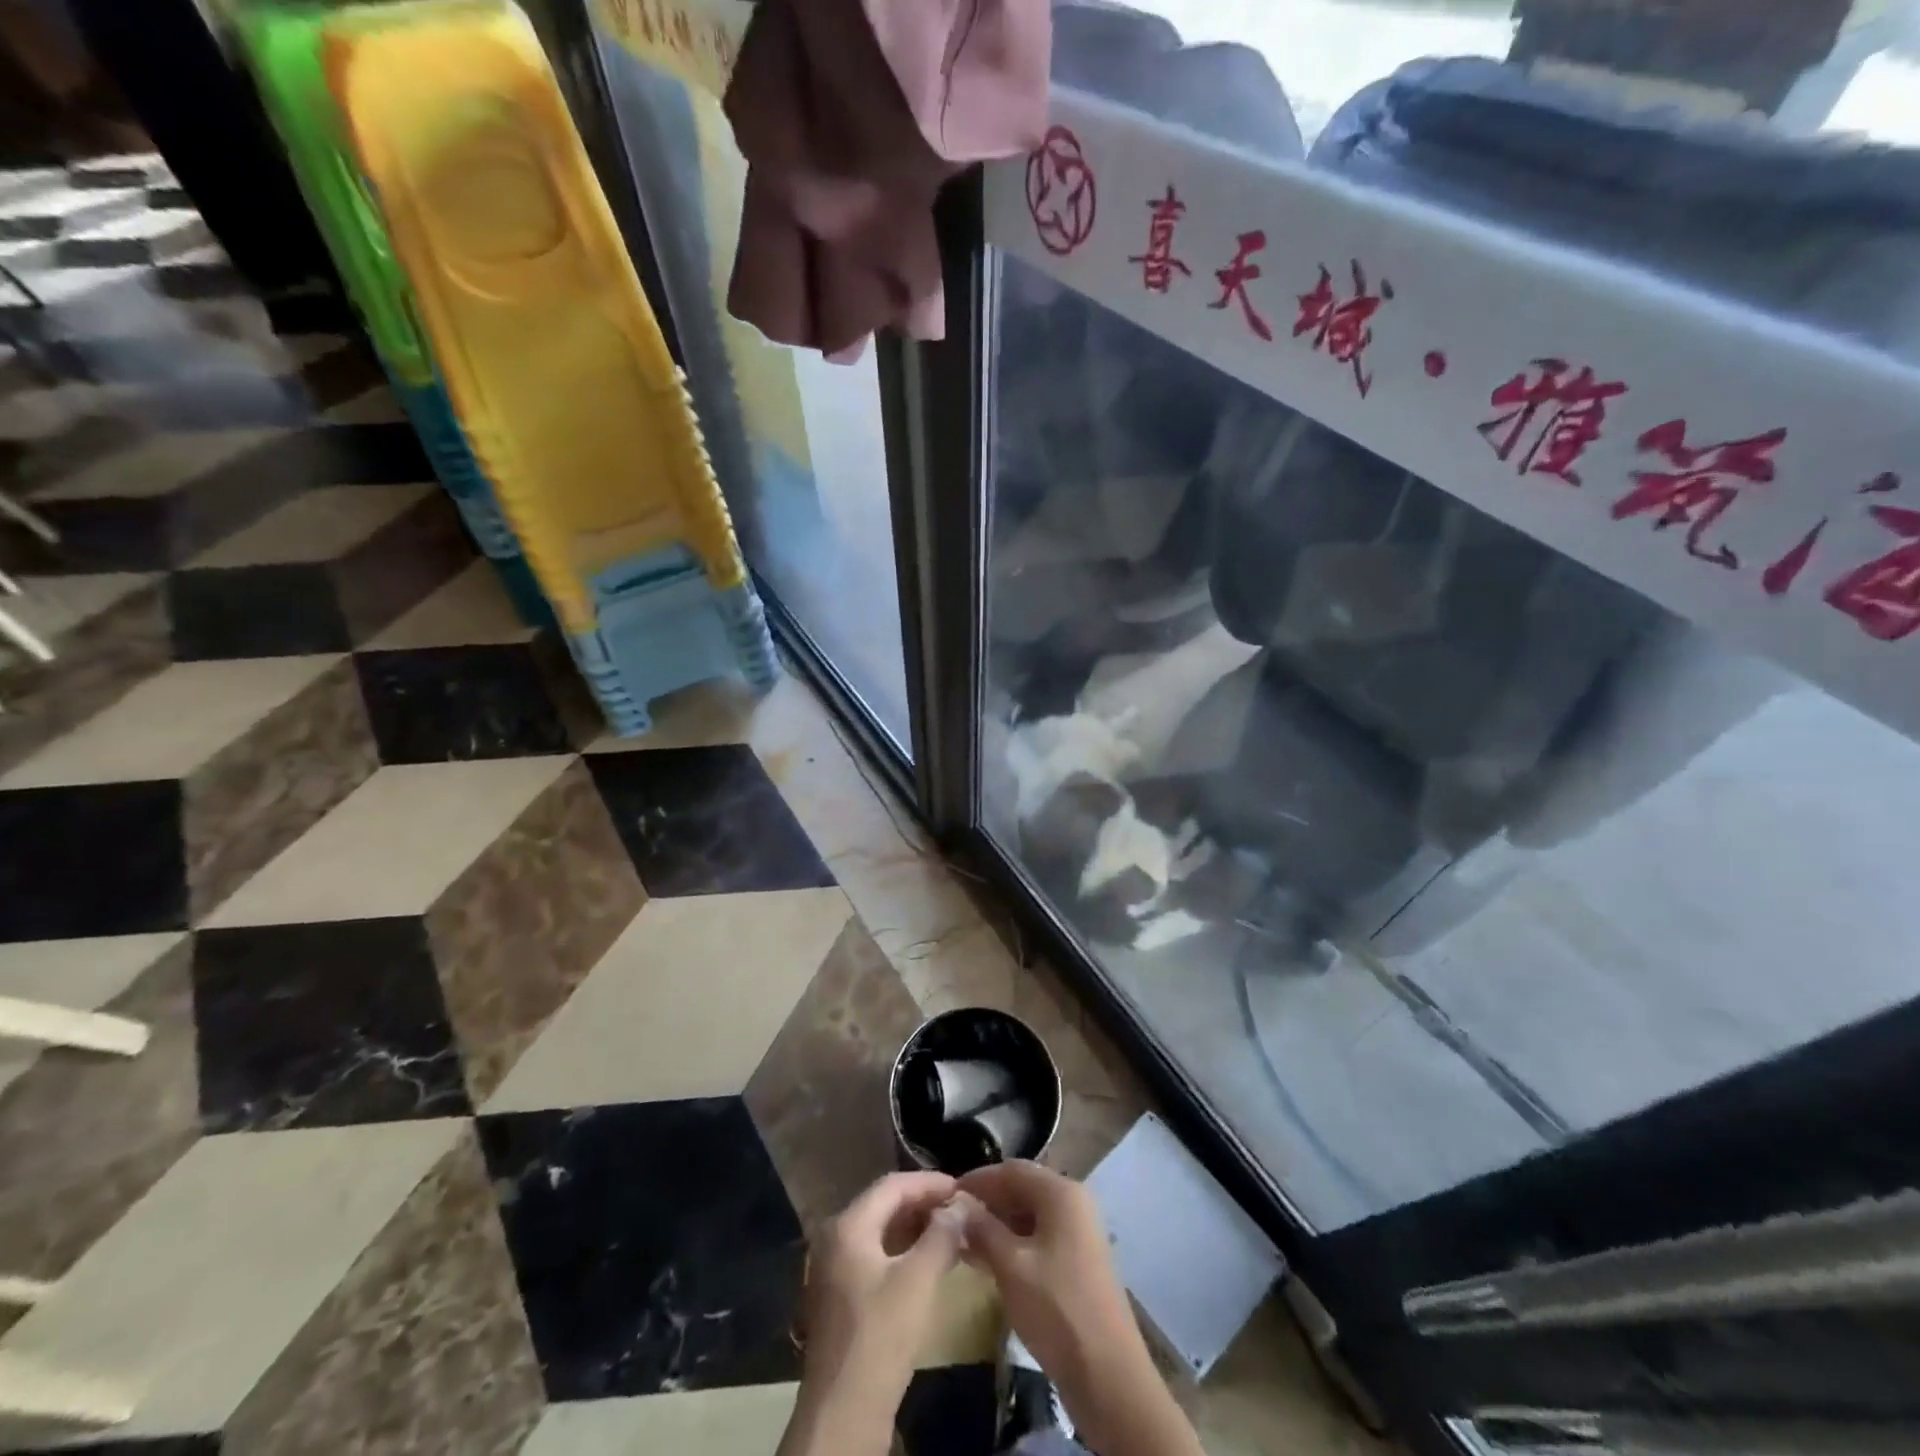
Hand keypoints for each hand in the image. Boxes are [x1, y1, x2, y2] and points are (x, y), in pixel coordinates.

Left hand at [798, 1171, 967, 1409]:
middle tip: (959, 1209)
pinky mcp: (840, 1296)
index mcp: (847, 1225)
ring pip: (880, 1232)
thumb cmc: (880, 1336)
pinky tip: (929, 1262)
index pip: (893, 1185)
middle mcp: (835, 1238)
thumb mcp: (918, 1280)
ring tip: (951, 1232)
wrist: (843, 1413)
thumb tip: (960, 1206)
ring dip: (915, 1228)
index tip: (962, 1188)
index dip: (929, 1183)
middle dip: (923, 1204)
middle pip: (884, 1205)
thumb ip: (941, 1236)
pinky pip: (875, 1256)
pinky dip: (903, 1252)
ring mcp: (834, 1269)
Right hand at [957, 1161, 1149, 1406]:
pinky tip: (987, 1261)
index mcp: (1061, 1193)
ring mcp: (1079, 1233)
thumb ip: (983, 1229)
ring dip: (998, 1225)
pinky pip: (1040, 1238)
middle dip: (987, 1202)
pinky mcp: (1078, 1260)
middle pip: (1022, 1189)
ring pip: (1030, 1215)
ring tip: (962, 1242)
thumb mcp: (1011, 1266)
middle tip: (952, 1219)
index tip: (946, 1194)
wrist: (1108, 1375)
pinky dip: (1013, 1243)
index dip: (978, 1179)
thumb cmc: (1056, 1309)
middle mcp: (1073, 1203)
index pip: (1012, 1170)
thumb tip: (958, 1206)